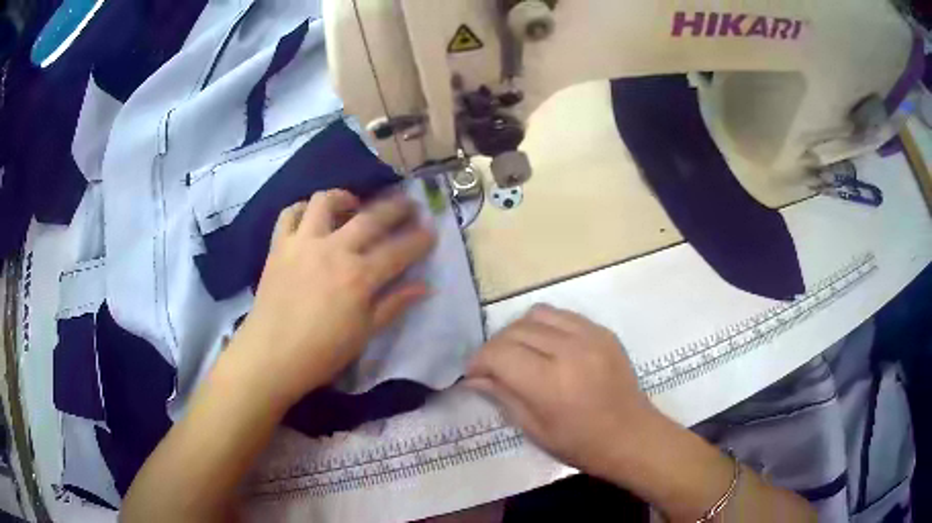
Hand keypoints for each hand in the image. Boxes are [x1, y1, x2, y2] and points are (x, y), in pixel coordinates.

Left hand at [231, 189, 435, 408]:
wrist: (271, 356)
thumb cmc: (322, 352)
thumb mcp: (364, 333)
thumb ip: (394, 304)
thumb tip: (425, 287)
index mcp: (359, 276)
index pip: (399, 250)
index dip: (419, 239)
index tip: (432, 231)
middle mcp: (334, 250)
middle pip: (371, 217)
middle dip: (396, 207)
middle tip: (409, 204)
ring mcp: (303, 243)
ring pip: (326, 202)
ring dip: (345, 197)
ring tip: (354, 204)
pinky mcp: (279, 245)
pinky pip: (290, 214)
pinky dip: (303, 209)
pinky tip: (313, 217)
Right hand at [466, 305, 663, 480]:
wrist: (632, 436)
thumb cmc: (580, 444)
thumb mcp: (534, 429)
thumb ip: (502, 396)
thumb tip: (473, 377)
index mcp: (550, 383)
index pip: (499, 354)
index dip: (479, 361)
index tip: (473, 373)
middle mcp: (570, 350)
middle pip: (515, 330)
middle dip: (495, 346)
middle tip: (493, 366)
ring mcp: (591, 336)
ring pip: (537, 314)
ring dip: (519, 331)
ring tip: (519, 353)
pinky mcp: (603, 331)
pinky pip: (563, 315)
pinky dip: (545, 326)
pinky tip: (547, 347)